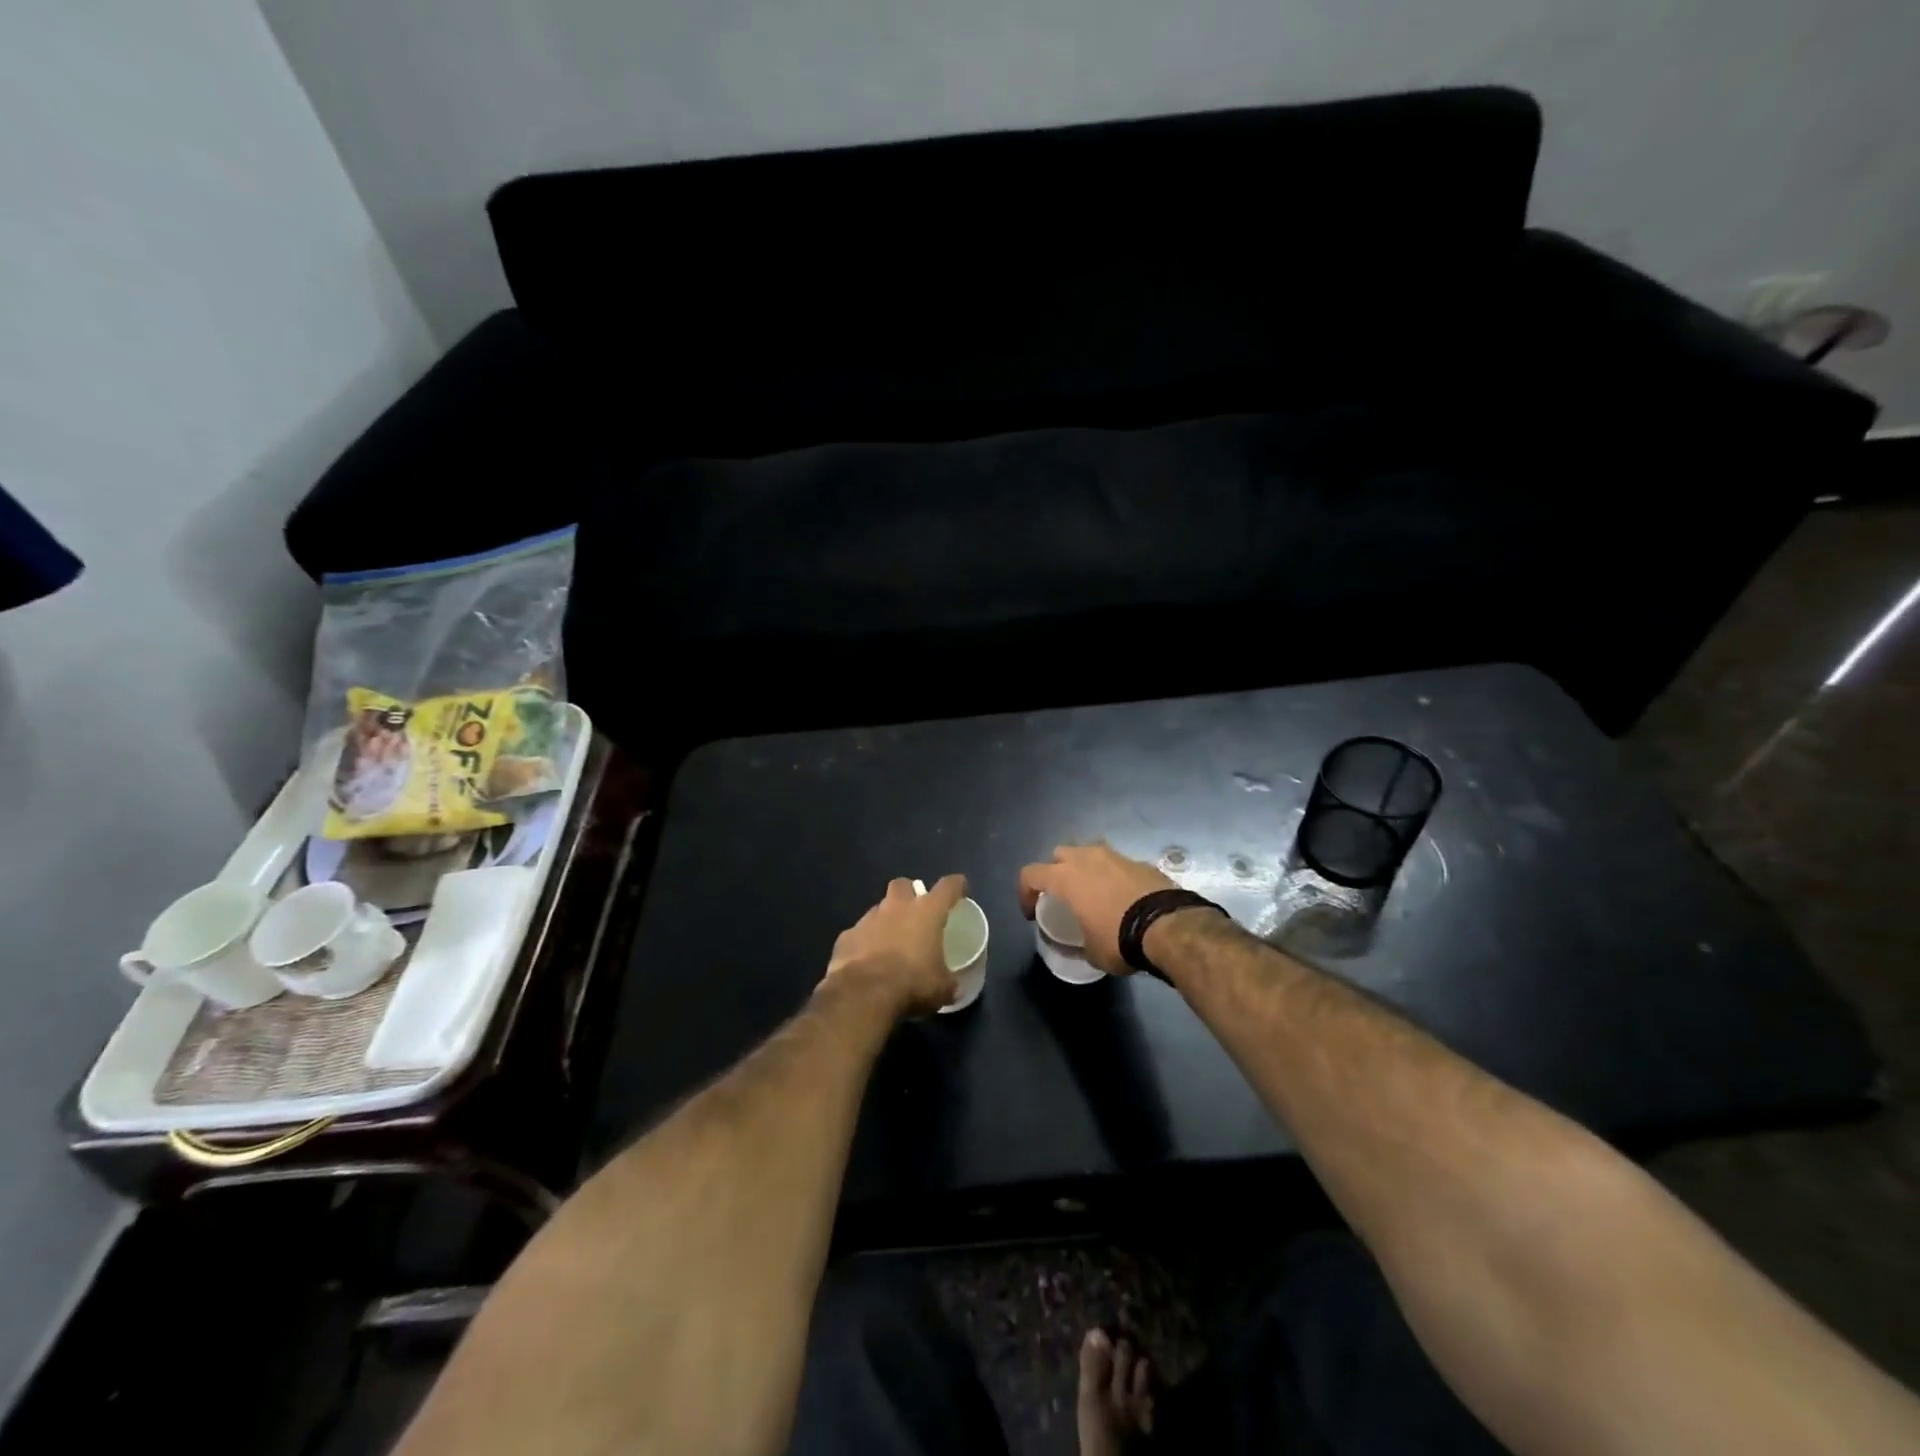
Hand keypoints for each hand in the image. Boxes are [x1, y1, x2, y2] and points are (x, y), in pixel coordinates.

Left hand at [822, 875, 965, 1017]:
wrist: (863, 994)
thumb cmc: (912, 984)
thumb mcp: (941, 989)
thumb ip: (948, 982)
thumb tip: (952, 987)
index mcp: (927, 912)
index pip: (947, 887)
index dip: (956, 885)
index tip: (960, 887)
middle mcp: (897, 907)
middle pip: (903, 885)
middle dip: (909, 894)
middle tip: (915, 912)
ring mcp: (868, 919)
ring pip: (878, 909)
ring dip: (885, 921)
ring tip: (890, 943)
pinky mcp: (846, 936)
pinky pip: (858, 933)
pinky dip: (864, 943)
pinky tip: (866, 960)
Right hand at [1018, 843, 1175, 975]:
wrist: (1169, 925)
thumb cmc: (1119, 939)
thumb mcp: (1091, 952)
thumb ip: (1080, 942)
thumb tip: (1085, 944)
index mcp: (1066, 878)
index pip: (1030, 874)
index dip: (1024, 893)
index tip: (1032, 914)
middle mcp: (1087, 858)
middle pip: (1060, 853)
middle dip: (1056, 871)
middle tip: (1063, 895)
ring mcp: (1116, 856)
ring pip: (1090, 853)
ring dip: (1086, 869)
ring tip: (1094, 893)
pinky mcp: (1140, 862)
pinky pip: (1117, 864)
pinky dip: (1114, 877)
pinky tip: (1123, 898)